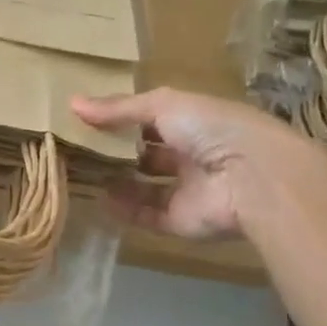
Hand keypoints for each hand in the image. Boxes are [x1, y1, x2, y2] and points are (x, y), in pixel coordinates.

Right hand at [72, 88, 317, 239]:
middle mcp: (193, 155)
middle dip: (117, 151)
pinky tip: (98, 199)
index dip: (123, 118)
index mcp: (195, 122)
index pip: (154, 119)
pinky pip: (148, 216)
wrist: (253, 178)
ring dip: (118, 180)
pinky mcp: (182, 221)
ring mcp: (188, 190)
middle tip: (78, 148)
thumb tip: (73, 104)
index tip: (88, 119)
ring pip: (146, 187)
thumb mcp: (163, 105)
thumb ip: (119, 108)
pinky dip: (124, 210)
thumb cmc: (211, 128)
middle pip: (149, 154)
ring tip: (82, 173)